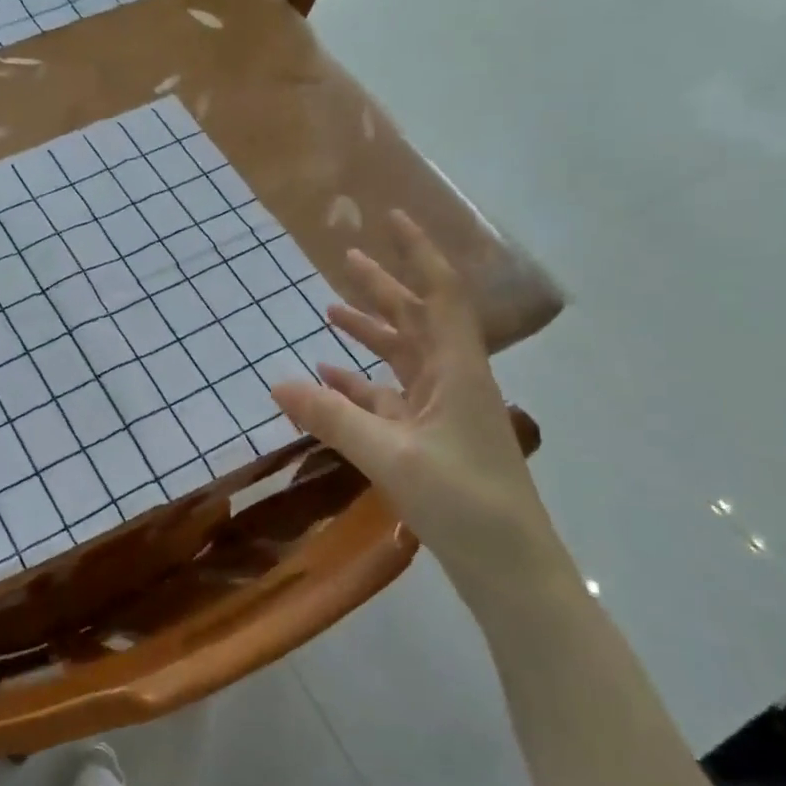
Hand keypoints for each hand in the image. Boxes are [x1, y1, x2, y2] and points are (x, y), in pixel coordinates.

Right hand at [269, 211, 553, 574]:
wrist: (509, 567)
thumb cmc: (465, 502)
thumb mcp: (391, 456)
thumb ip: (332, 418)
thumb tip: (276, 383)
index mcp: (457, 370)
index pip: (439, 294)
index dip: (417, 252)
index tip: (391, 218)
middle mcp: (452, 380)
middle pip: (416, 319)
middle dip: (383, 287)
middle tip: (346, 257)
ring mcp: (441, 411)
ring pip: (401, 357)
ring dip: (369, 332)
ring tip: (331, 310)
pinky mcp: (429, 440)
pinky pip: (388, 397)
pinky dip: (359, 383)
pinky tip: (328, 377)